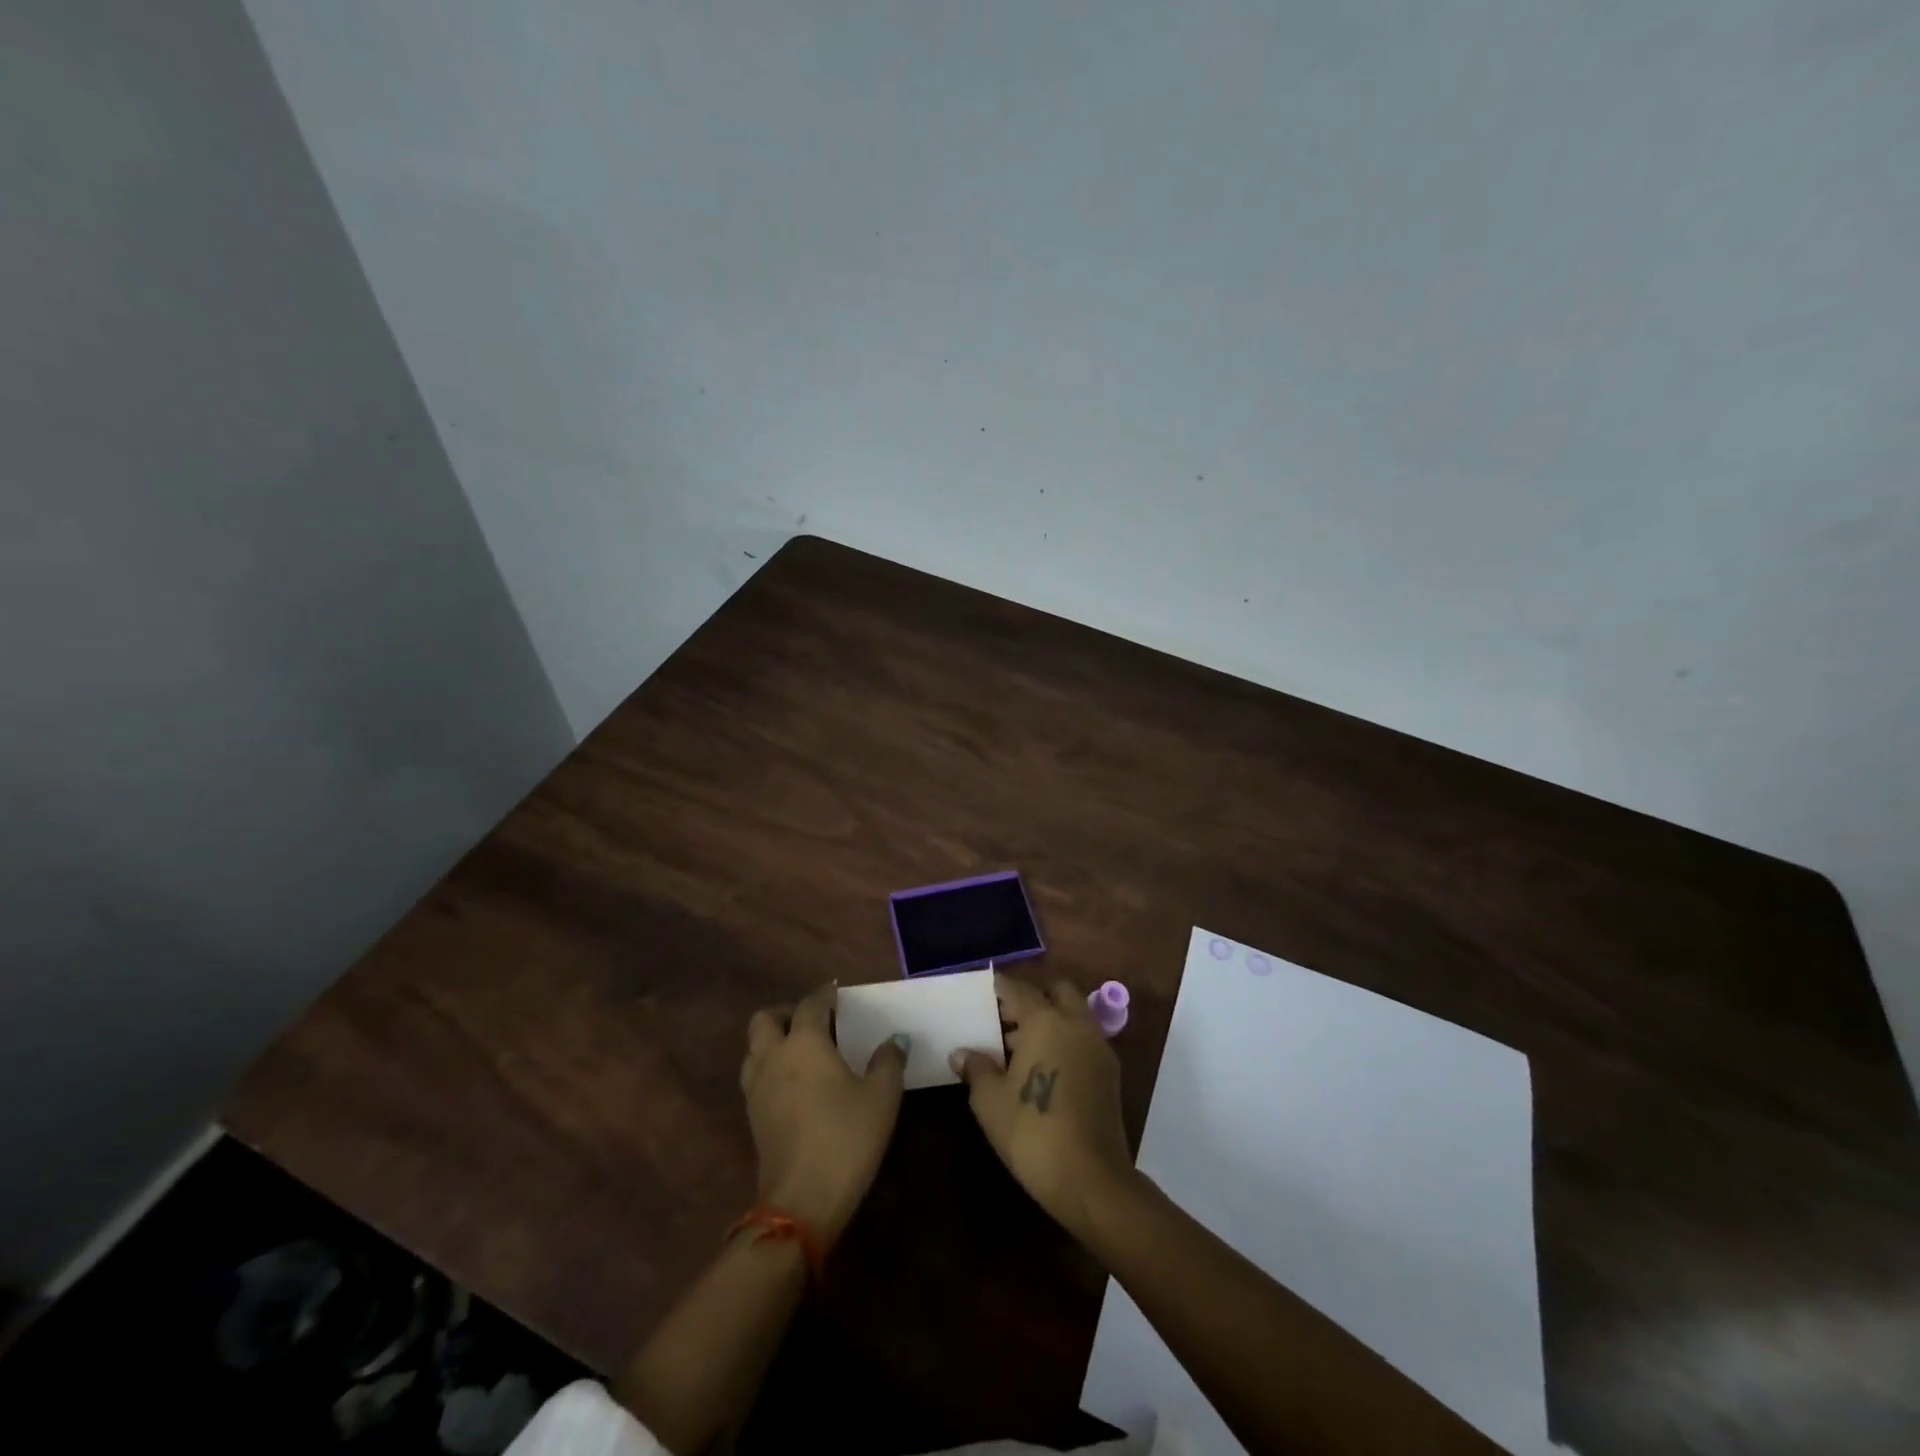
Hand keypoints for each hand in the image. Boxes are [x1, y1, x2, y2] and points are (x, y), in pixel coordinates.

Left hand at [741, 983, 906, 1242]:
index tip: (838, 992)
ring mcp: (757, 1088)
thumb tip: (894, 1040)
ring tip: (803, 1050)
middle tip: (815, 1020)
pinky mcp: (752, 1117)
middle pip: (765, 1019)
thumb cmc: (846, 1137)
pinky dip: (771, 1067)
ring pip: (754, 1048)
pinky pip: (755, 1075)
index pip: (810, 1004)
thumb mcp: (881, 1096)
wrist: (802, 1200)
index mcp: (804, 1042)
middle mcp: (774, 1056)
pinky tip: (795, 1083)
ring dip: (773, 1040)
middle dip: (787, 1012)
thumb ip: (888, 1061)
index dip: (825, 994)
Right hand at [950, 975, 1134, 1237]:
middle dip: (1032, 996)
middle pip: (1056, 990)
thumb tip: (961, 1053)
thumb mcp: (990, 1101)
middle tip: (1005, 1018)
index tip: (981, 992)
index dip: (998, 987)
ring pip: (1073, 1014)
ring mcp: (1098, 1046)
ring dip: (1050, 1018)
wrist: (1090, 1180)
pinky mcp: (1109, 1072)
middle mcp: (1076, 1023)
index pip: (1018, 988)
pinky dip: (1064, 1039)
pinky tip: (1043, 1067)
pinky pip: (1083, 1038)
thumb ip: (976, 1069)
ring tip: (1017, 1047)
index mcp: (1045, 1020)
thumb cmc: (1032, 1132)